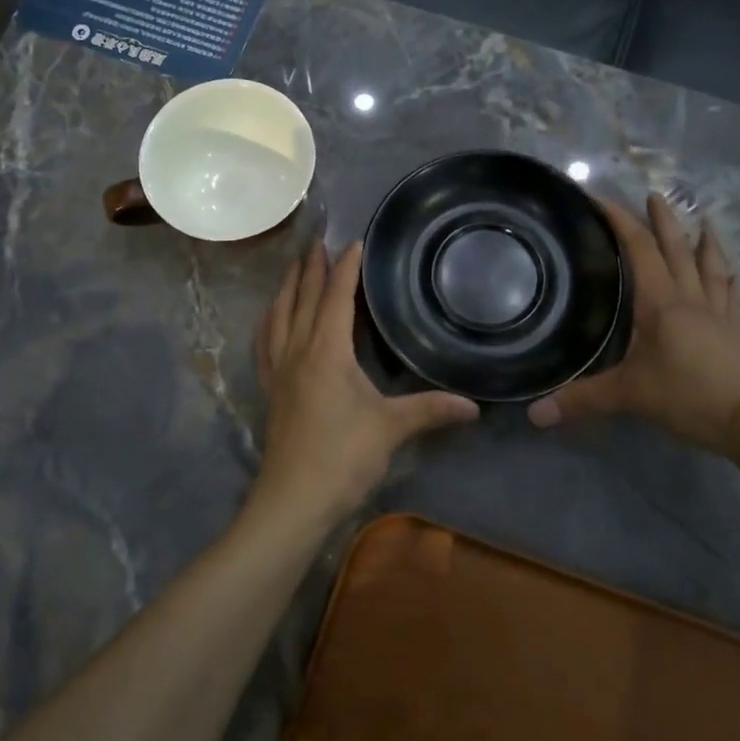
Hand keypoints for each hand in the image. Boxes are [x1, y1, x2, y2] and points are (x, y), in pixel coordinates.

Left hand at [253, 239, 479, 530]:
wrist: (292, 501)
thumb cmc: (342, 457)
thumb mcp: (391, 429)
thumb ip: (430, 410)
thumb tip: (474, 406)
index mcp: (325, 350)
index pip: (335, 296)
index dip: (345, 267)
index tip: (354, 240)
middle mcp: (297, 350)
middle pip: (301, 297)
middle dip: (310, 266)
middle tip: (317, 239)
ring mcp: (278, 370)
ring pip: (278, 315)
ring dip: (287, 287)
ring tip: (294, 268)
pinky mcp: (270, 389)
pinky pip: (265, 342)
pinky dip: (270, 320)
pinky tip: (273, 320)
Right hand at [527, 194, 739, 457]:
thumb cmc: (685, 396)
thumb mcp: (627, 396)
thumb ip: (580, 400)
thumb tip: (533, 415)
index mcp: (660, 302)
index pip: (638, 249)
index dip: (619, 220)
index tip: (600, 199)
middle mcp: (689, 297)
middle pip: (676, 248)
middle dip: (662, 219)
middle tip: (654, 194)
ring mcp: (716, 311)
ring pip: (709, 264)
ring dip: (703, 238)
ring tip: (702, 217)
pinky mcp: (734, 329)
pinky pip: (730, 291)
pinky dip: (726, 274)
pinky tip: (729, 269)